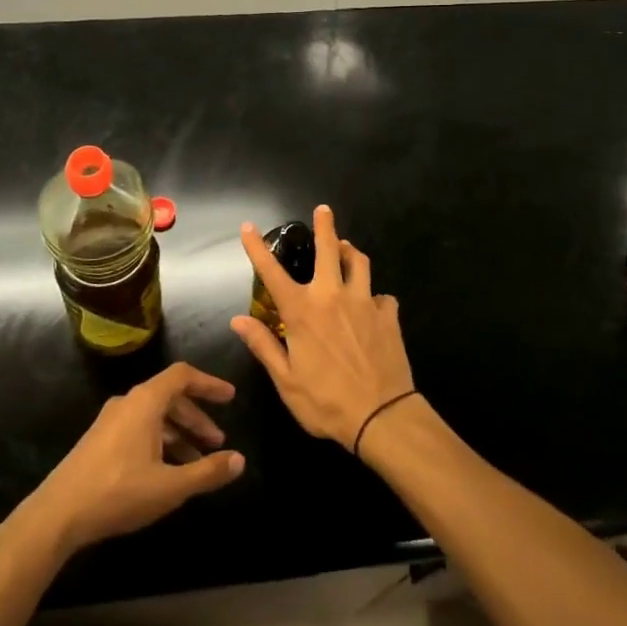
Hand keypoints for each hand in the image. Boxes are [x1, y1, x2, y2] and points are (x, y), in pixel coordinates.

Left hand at [21, 363, 244, 555]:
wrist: (57, 515)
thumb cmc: (118, 492)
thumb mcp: (170, 486)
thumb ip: (207, 472)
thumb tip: (239, 460)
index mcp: (145, 402)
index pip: (183, 376)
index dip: (209, 383)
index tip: (230, 397)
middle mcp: (128, 402)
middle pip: (170, 397)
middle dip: (197, 418)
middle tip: (218, 441)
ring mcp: (110, 421)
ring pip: (154, 416)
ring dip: (179, 434)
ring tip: (197, 463)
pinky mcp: (99, 441)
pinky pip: (139, 429)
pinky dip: (160, 442)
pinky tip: (167, 471)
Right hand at [232, 205, 415, 452]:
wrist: (382, 416)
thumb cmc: (326, 402)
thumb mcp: (286, 381)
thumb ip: (264, 345)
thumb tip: (238, 319)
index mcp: (303, 312)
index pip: (272, 273)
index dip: (257, 248)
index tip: (248, 227)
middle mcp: (332, 296)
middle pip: (329, 249)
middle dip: (324, 226)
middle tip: (323, 210)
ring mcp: (364, 302)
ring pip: (359, 263)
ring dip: (351, 252)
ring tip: (346, 248)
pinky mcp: (388, 315)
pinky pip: (382, 296)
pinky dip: (375, 296)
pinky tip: (374, 304)